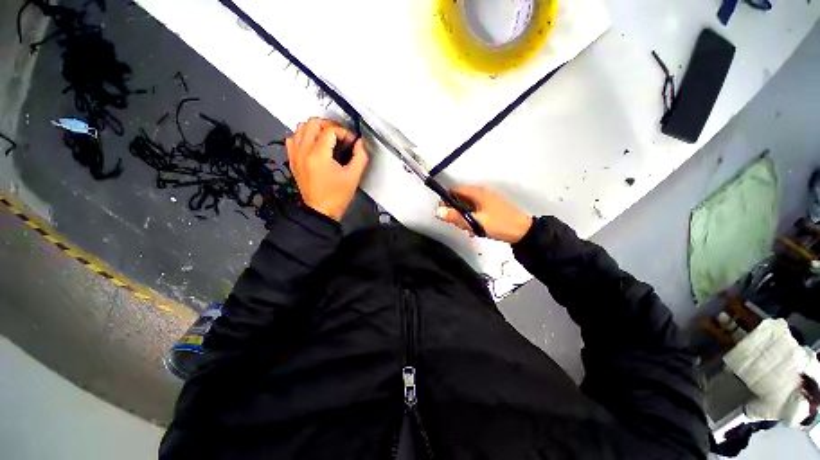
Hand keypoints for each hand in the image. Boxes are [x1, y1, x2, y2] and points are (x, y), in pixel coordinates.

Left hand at [286, 118, 368, 220]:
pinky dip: (302, 136)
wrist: (321, 210)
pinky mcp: (293, 160)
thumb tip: (360, 144)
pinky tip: (312, 143)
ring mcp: (296, 155)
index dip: (344, 132)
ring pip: (300, 127)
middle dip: (330, 125)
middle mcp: (304, 151)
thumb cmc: (336, 196)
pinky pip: (292, 138)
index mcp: (318, 155)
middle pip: (313, 123)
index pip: (330, 130)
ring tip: (327, 137)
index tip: (351, 141)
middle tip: (340, 134)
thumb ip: (360, 157)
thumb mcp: (354, 176)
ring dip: (315, 128)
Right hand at [435, 186, 531, 243]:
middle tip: (458, 224)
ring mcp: (487, 200)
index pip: (455, 191)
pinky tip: (475, 230)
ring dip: (464, 217)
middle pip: (460, 199)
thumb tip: (438, 212)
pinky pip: (476, 211)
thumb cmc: (500, 225)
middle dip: (456, 211)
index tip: (445, 214)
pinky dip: (472, 219)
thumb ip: (456, 217)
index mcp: (477, 193)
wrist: (523, 232)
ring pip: (468, 206)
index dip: (447, 201)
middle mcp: (481, 193)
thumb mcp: (475, 222)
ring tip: (468, 229)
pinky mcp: (491, 208)